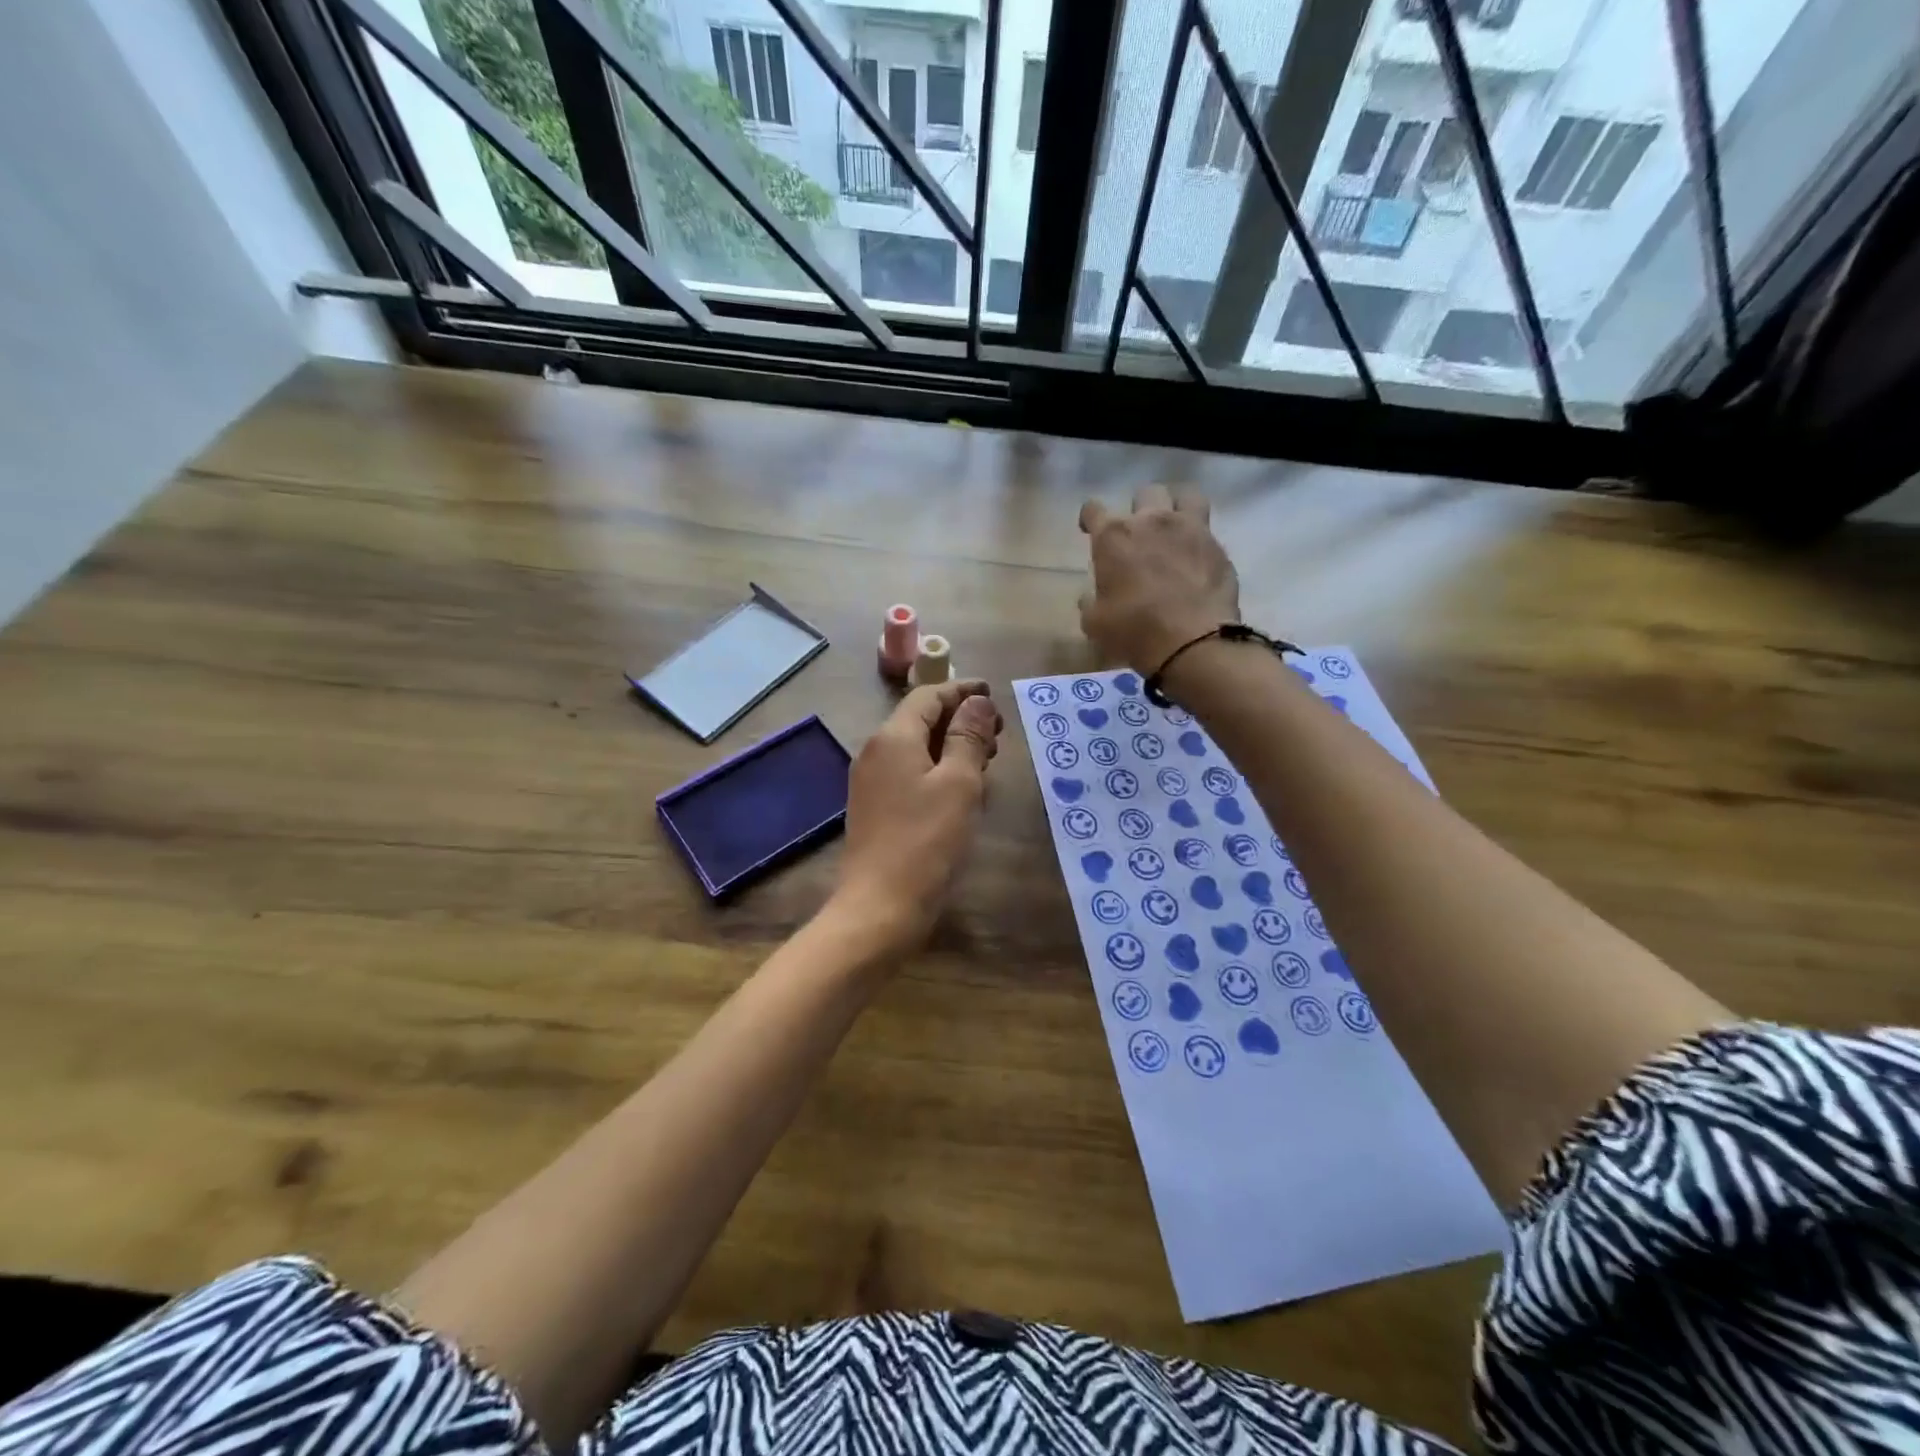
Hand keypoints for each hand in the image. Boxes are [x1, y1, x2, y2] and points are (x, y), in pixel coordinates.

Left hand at [831, 679, 1002, 953]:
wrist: (879, 906)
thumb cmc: (926, 841)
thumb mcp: (959, 784)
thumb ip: (969, 737)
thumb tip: (977, 701)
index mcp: (893, 737)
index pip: (929, 695)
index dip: (963, 691)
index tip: (993, 693)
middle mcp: (876, 751)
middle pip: (920, 719)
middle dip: (960, 719)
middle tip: (998, 734)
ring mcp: (871, 781)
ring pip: (916, 747)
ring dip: (951, 745)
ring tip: (986, 760)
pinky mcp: (874, 807)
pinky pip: (909, 772)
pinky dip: (937, 768)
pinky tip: (960, 788)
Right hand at [1079, 486, 1238, 672]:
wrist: (1192, 642)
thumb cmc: (1133, 630)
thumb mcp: (1095, 622)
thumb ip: (1090, 602)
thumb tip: (1090, 596)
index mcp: (1114, 536)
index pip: (1093, 510)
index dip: (1089, 519)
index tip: (1089, 530)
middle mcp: (1151, 521)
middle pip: (1145, 493)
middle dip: (1138, 508)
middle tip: (1138, 532)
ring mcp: (1190, 528)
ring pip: (1185, 495)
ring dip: (1176, 506)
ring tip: (1174, 526)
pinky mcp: (1217, 546)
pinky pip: (1207, 529)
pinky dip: (1199, 539)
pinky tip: (1196, 558)